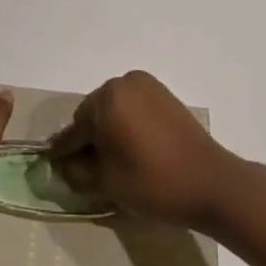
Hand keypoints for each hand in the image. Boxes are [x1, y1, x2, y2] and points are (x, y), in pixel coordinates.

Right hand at [48, 70, 240, 229]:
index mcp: (107, 98)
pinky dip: (128, 125)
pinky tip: (132, 149)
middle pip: (94, 113)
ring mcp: (148, 86)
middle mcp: (124, 82)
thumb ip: (78, 171)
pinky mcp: (166, 96)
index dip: (64, 149)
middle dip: (89, 138)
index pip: (75, 127)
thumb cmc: (154, 182)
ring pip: (115, 110)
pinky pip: (135, 108)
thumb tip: (65, 165)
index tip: (52, 163)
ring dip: (109, 131)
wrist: (212, 183)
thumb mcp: (107, 183)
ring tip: (111, 161)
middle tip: (86, 167)